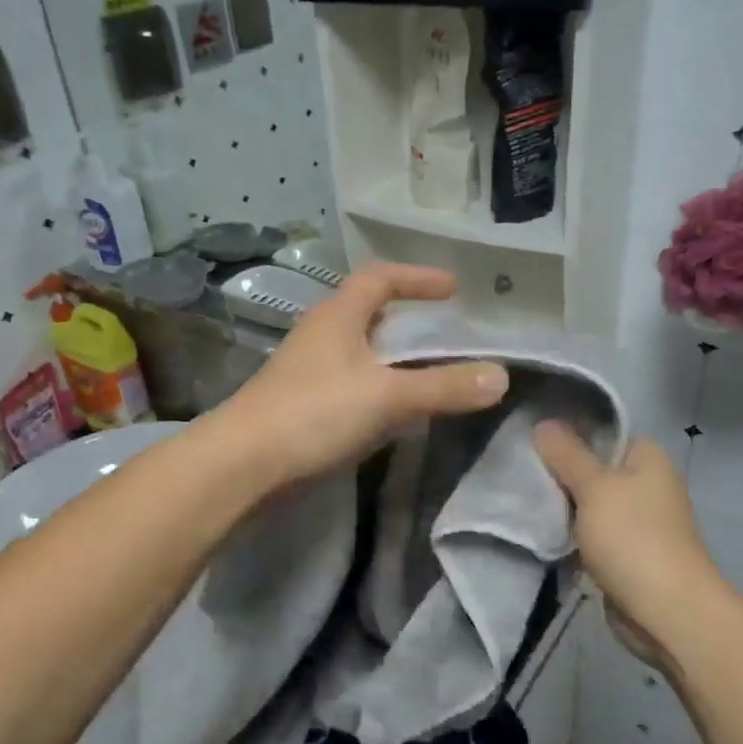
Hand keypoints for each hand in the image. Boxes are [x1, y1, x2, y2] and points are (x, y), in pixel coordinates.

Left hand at [220, 263, 507, 485]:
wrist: (242, 465)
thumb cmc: (314, 414)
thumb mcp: (387, 397)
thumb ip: (444, 387)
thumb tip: (500, 377)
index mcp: (337, 316)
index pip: (379, 278)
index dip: (417, 277)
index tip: (452, 288)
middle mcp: (320, 336)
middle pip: (367, 312)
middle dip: (406, 317)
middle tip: (444, 331)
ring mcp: (307, 372)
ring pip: (358, 351)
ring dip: (392, 356)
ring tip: (428, 371)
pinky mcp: (302, 406)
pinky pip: (350, 384)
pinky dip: (378, 388)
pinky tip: (394, 412)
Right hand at [533, 423, 725, 664]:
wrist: (667, 612)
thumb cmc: (633, 538)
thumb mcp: (594, 487)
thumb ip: (567, 454)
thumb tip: (544, 422)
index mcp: (648, 459)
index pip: (605, 432)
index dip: (571, 431)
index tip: (534, 437)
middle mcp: (647, 485)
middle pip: (595, 467)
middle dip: (561, 472)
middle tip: (521, 469)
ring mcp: (638, 521)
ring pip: (590, 503)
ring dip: (564, 506)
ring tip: (523, 498)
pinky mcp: (627, 553)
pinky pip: (592, 533)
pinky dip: (572, 534)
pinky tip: (542, 531)